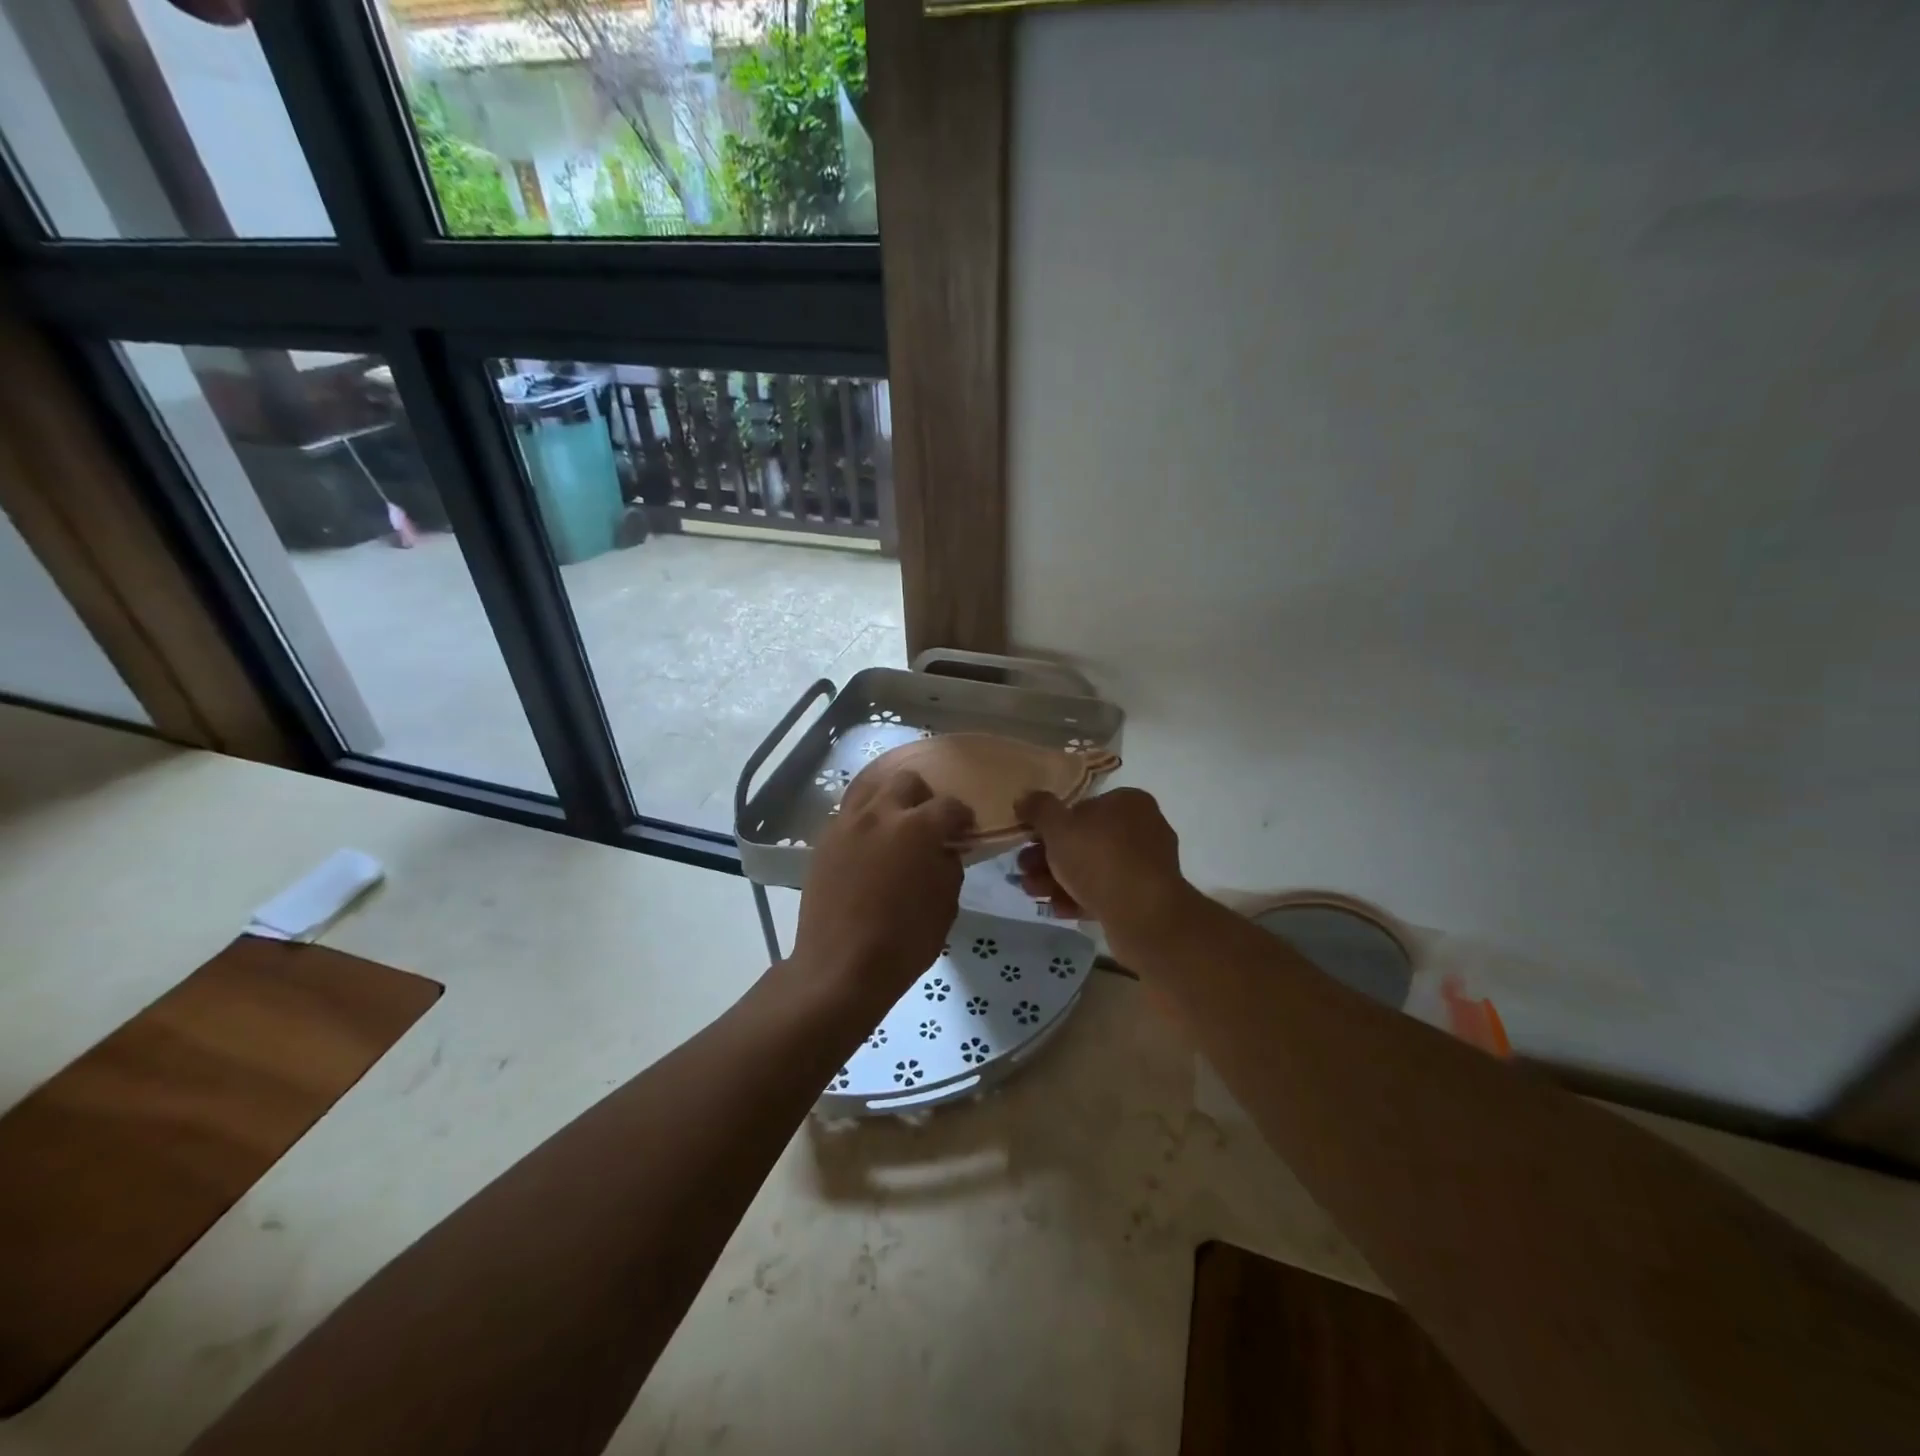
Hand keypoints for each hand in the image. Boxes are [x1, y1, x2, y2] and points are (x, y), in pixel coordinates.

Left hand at [792, 770, 972, 1002]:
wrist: (840, 968)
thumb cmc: (903, 942)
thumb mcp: (946, 905)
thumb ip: (949, 866)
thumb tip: (945, 850)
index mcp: (917, 827)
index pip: (949, 805)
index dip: (962, 817)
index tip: (964, 831)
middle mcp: (879, 814)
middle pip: (906, 781)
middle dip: (923, 797)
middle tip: (928, 823)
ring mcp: (846, 824)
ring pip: (870, 788)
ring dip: (889, 800)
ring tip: (895, 825)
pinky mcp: (823, 841)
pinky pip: (848, 814)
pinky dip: (864, 819)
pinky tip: (870, 845)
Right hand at [1014, 788, 1192, 944]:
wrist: (1143, 915)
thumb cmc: (1100, 859)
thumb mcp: (1058, 827)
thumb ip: (1039, 808)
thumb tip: (1025, 798)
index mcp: (1129, 803)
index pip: (1082, 806)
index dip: (1051, 823)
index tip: (1028, 841)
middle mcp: (1143, 828)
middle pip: (1085, 839)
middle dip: (1049, 857)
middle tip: (1024, 869)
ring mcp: (1146, 865)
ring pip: (1093, 868)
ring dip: (1058, 879)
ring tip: (1031, 891)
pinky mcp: (1146, 898)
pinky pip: (1107, 892)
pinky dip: (1080, 897)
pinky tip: (1056, 908)